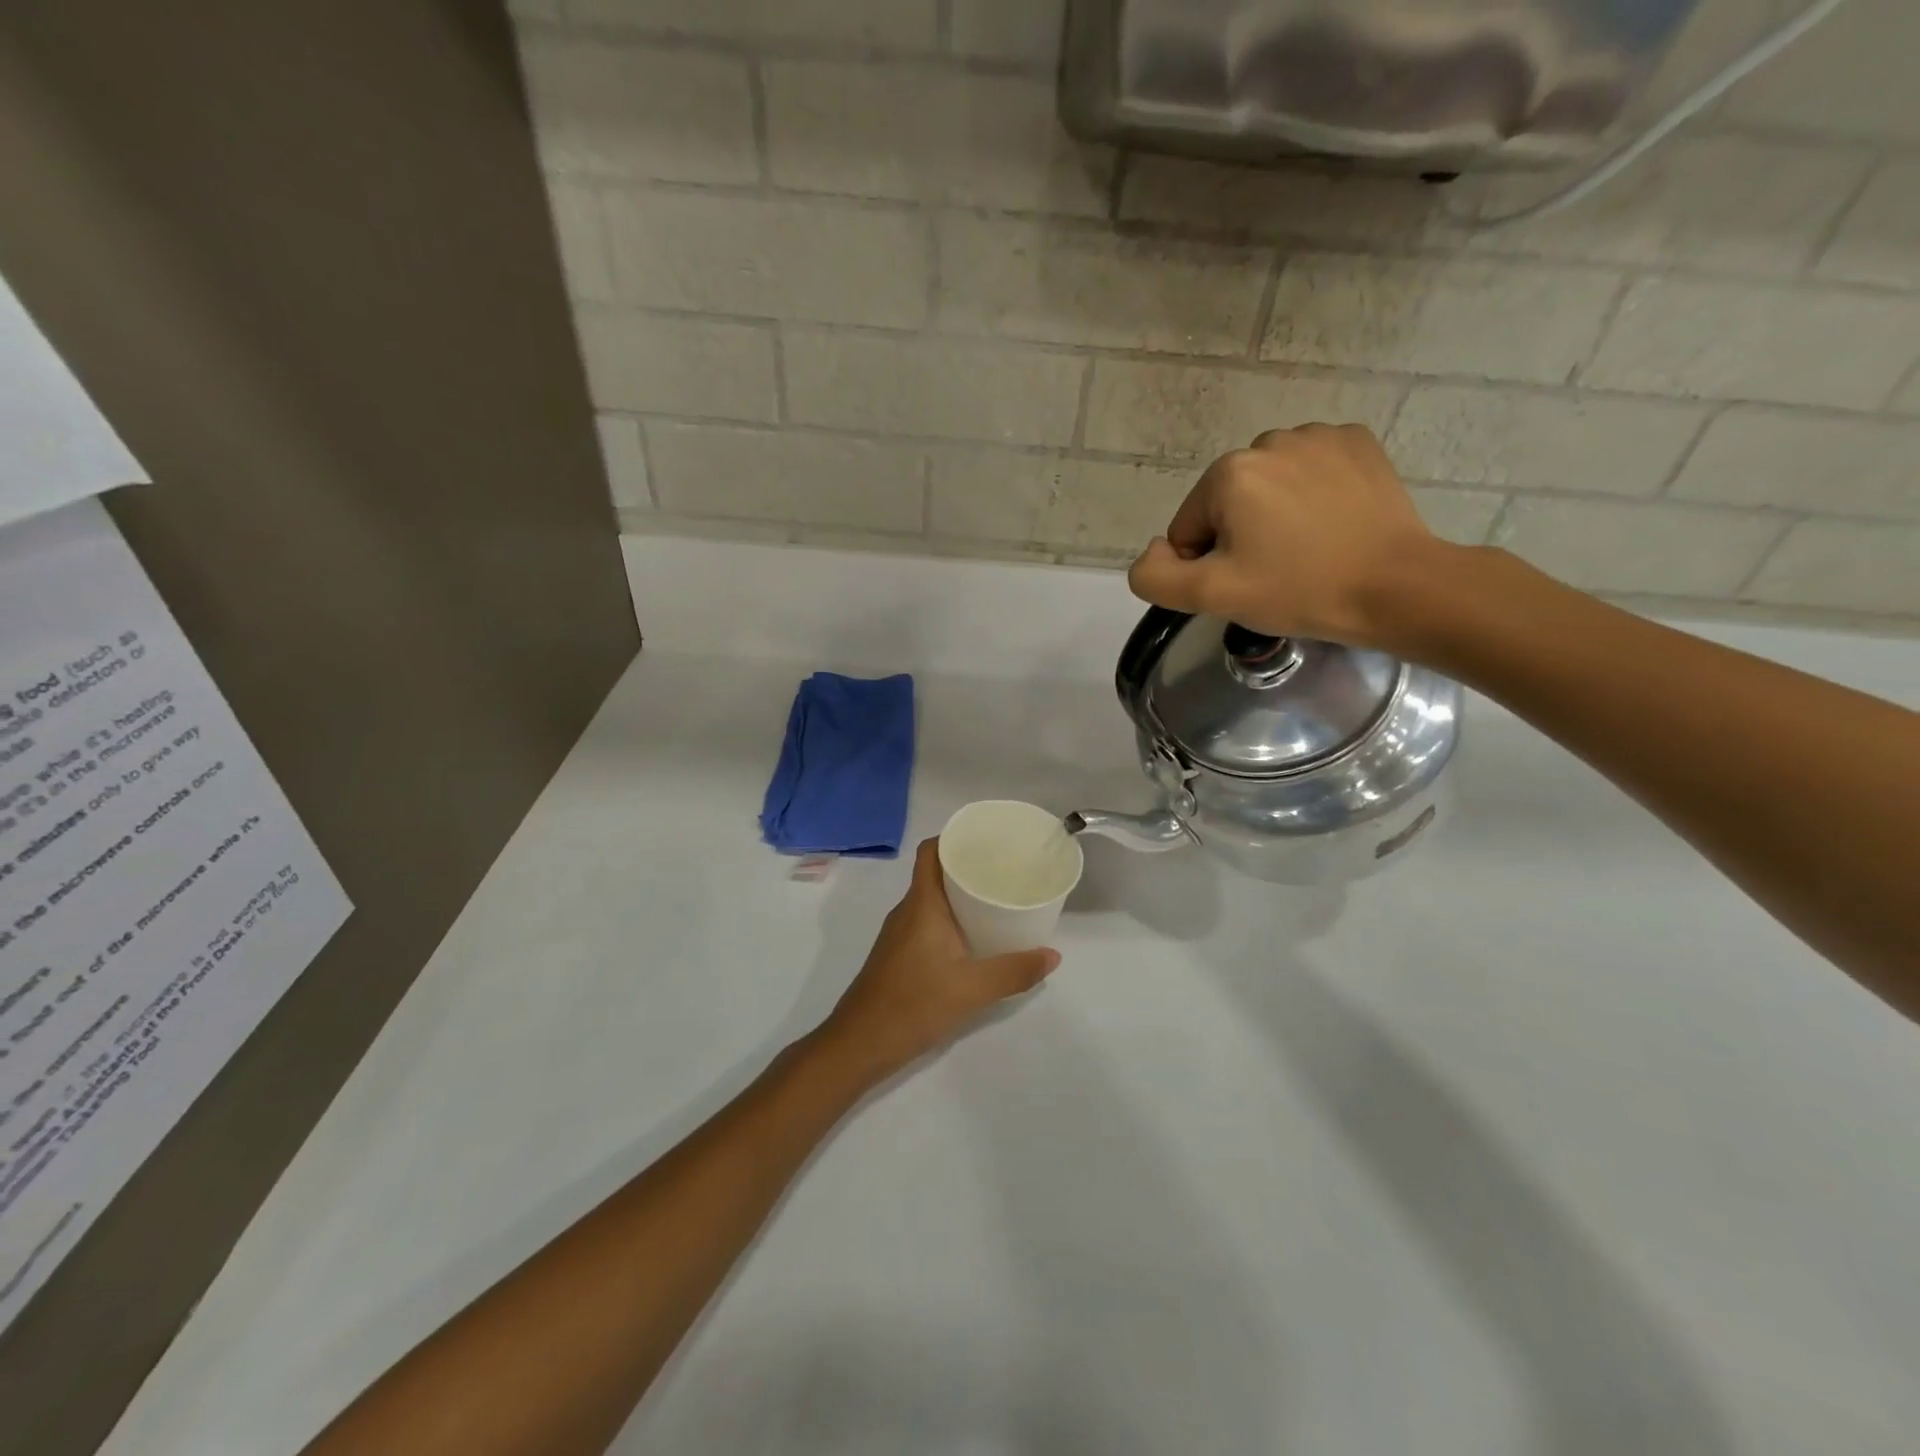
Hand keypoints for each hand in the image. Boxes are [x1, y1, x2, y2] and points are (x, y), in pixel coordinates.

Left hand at [813, 839, 1059, 1087]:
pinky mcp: (898, 955)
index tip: (987, 840)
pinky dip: (951, 920)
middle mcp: (908, 911)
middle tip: (1006, 870)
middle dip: (968, 867)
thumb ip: (1014, 972)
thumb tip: (1052, 955)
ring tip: (997, 900)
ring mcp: (899, 934)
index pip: (931, 851)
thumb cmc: (913, 1005)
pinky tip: (974, 939)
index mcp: (922, 904)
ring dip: (960, 895)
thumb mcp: (972, 990)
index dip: (954, 838)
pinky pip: (927, 922)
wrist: (858, 1044)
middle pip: (936, 873)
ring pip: (932, 900)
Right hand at [1126, 424, 1445, 647]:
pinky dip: (1313, 495)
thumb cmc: (1299, 590)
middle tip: (1277, 571)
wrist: (1396, 587)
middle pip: (1228, 503)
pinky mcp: (1358, 443)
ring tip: (1309, 549)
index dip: (1207, 564)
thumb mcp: (1212, 596)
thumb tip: (1155, 551)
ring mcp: (1318, 436)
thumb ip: (1156, 576)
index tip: (1246, 583)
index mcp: (1228, 474)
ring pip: (1269, 486)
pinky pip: (1311, 470)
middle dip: (1241, 536)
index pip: (1188, 528)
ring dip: (1275, 514)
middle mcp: (1269, 441)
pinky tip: (1333, 523)